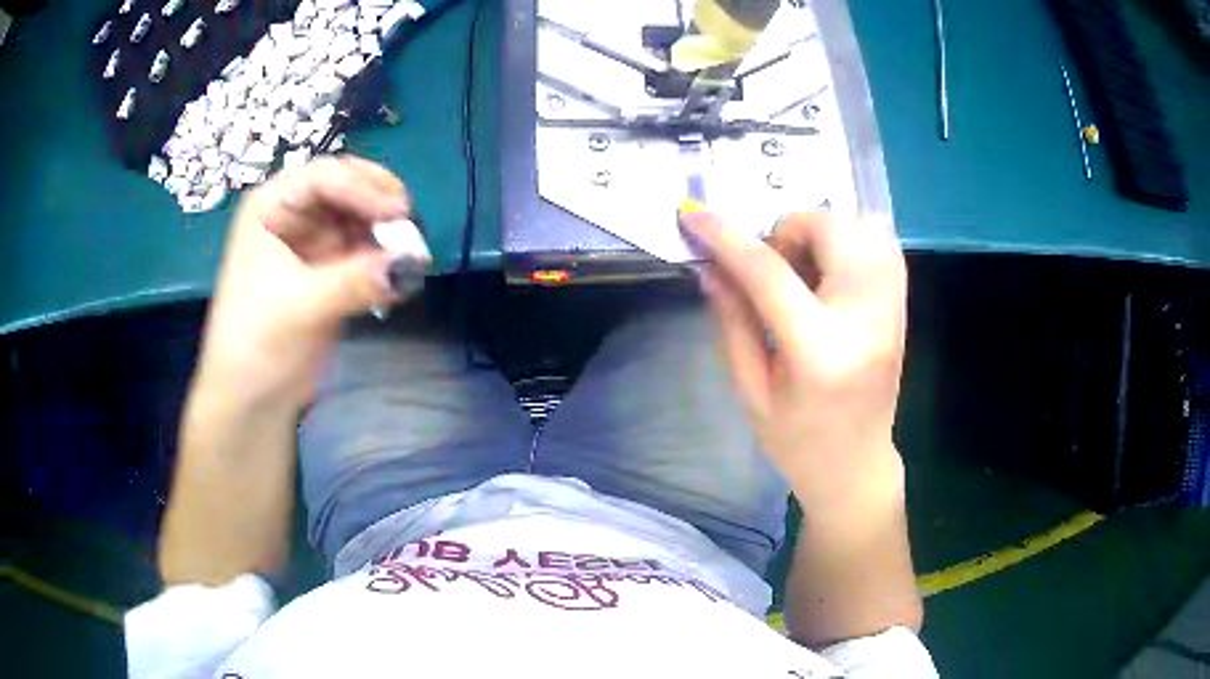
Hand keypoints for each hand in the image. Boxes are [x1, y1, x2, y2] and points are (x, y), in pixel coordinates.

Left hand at [194, 155, 427, 411]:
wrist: (251, 399)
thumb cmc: (256, 344)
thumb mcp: (299, 307)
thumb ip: (353, 281)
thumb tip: (411, 264)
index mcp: (270, 208)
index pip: (323, 177)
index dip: (362, 188)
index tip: (398, 213)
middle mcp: (292, 216)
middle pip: (346, 189)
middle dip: (379, 204)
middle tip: (410, 223)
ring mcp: (313, 242)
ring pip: (360, 218)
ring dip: (387, 231)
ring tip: (412, 252)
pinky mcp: (330, 271)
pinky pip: (365, 250)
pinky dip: (385, 257)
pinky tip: (401, 271)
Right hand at [679, 209, 906, 505]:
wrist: (856, 466)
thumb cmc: (797, 442)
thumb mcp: (752, 391)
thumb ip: (733, 322)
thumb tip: (711, 266)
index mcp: (820, 350)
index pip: (771, 273)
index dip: (728, 239)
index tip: (696, 217)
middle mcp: (866, 318)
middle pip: (830, 229)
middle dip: (788, 230)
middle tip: (772, 265)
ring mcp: (892, 308)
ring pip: (863, 225)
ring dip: (823, 231)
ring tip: (805, 265)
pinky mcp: (902, 305)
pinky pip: (884, 242)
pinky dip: (853, 236)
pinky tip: (832, 266)